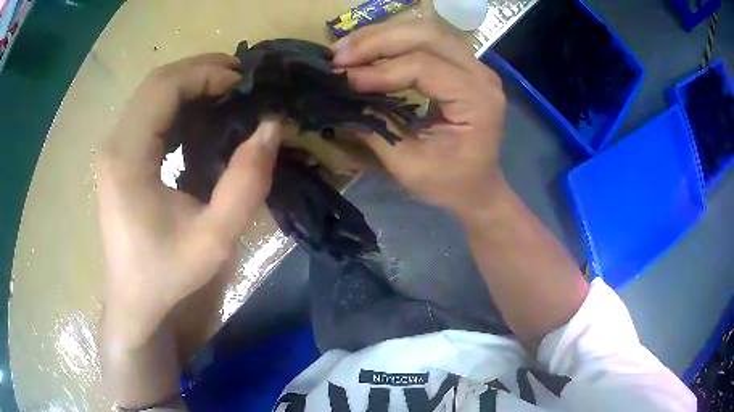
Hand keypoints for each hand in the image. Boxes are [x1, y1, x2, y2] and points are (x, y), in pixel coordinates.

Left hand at [96, 54, 281, 343]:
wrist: (134, 299)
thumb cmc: (167, 275)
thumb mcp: (214, 240)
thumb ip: (245, 184)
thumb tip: (271, 127)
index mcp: (127, 158)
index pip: (163, 88)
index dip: (206, 74)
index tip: (243, 84)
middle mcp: (115, 143)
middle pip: (156, 82)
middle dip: (201, 71)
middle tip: (241, 81)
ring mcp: (114, 148)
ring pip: (152, 93)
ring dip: (191, 84)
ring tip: (227, 92)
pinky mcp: (119, 156)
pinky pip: (149, 112)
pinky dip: (179, 103)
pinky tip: (202, 116)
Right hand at [333, 21, 506, 218]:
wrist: (477, 187)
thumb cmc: (450, 183)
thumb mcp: (410, 165)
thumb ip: (378, 129)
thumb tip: (342, 99)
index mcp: (477, 101)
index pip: (425, 67)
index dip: (380, 71)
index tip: (343, 79)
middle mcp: (481, 74)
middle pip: (426, 36)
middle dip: (377, 41)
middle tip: (338, 54)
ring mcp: (474, 66)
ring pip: (425, 31)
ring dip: (381, 36)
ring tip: (345, 48)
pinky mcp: (463, 65)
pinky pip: (426, 41)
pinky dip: (393, 41)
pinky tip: (366, 49)